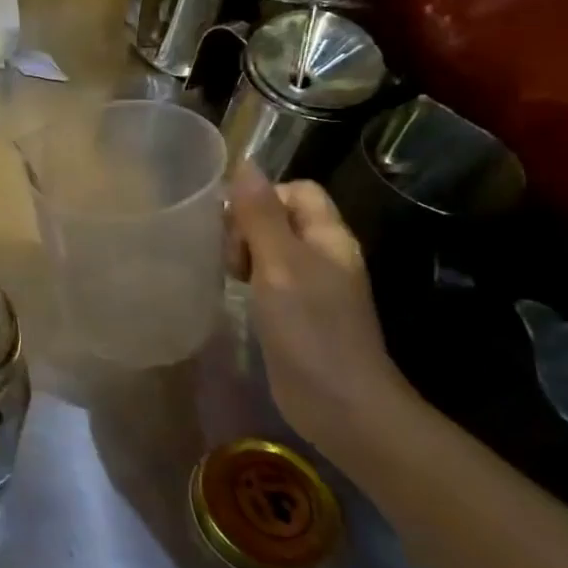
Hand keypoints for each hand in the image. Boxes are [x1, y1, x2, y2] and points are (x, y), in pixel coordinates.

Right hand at [226, 162, 420, 454]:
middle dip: (246, 227)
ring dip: (243, 254)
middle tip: (230, 258)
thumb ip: (260, 215)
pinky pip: (267, 278)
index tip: (234, 225)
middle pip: (279, 217)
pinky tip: (233, 295)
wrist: (340, 405)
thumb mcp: (280, 264)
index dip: (262, 197)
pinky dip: (248, 279)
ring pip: (269, 248)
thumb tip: (245, 163)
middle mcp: (323, 256)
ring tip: (228, 276)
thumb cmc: (311, 329)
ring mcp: (311, 287)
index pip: (296, 190)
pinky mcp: (296, 313)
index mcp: (328, 237)